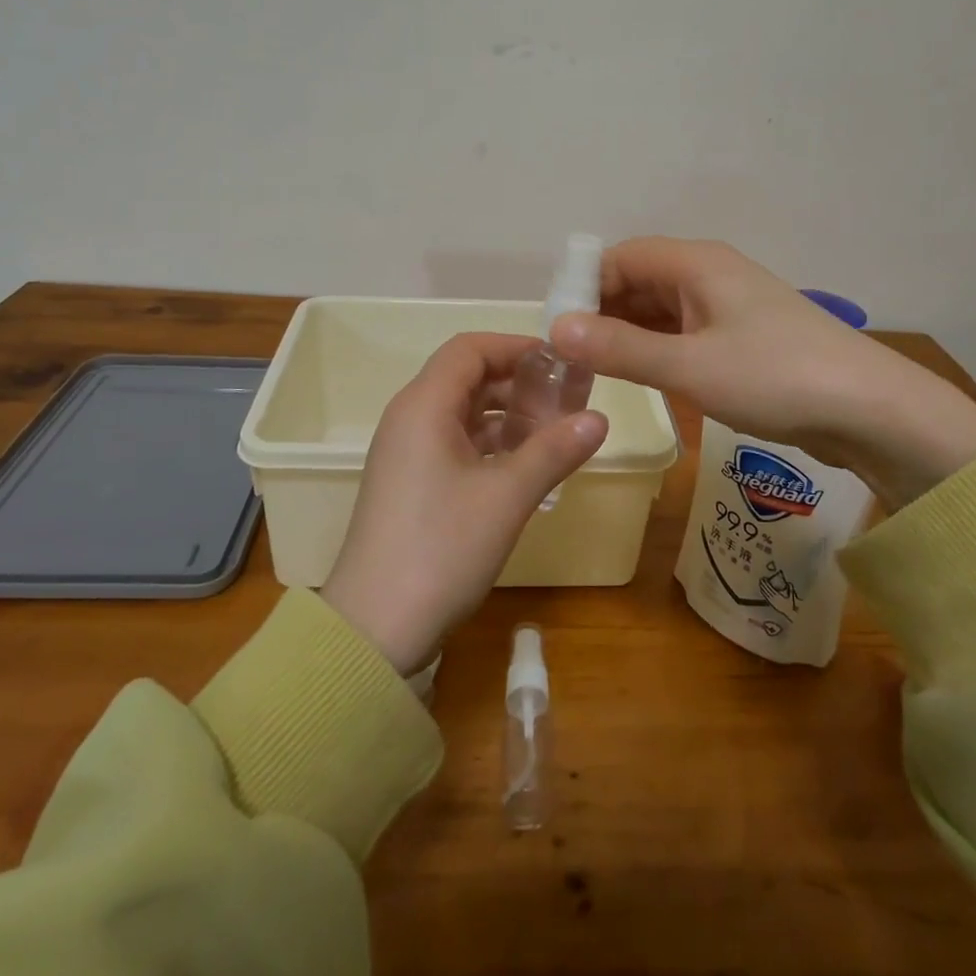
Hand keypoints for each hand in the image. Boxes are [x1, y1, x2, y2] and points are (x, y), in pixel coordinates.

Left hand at [320, 333, 607, 673]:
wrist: (375, 628)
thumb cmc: (441, 549)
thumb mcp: (507, 497)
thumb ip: (554, 451)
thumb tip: (600, 418)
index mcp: (424, 406)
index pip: (470, 349)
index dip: (515, 346)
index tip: (561, 361)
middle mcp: (410, 418)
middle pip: (467, 377)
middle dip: (518, 382)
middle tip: (567, 398)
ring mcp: (407, 452)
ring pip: (463, 412)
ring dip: (507, 414)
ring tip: (555, 431)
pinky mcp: (411, 481)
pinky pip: (455, 442)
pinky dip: (491, 443)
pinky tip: (526, 464)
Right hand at [549, 238, 975, 504]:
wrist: (871, 410)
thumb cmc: (775, 377)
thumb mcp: (689, 366)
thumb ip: (620, 348)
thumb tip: (555, 329)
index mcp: (697, 263)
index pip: (621, 257)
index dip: (584, 286)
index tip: (556, 328)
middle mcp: (710, 274)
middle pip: (639, 280)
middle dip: (602, 313)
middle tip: (568, 357)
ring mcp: (729, 306)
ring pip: (661, 310)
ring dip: (628, 334)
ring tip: (594, 371)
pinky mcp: (743, 337)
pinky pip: (684, 332)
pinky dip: (657, 349)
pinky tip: (641, 376)